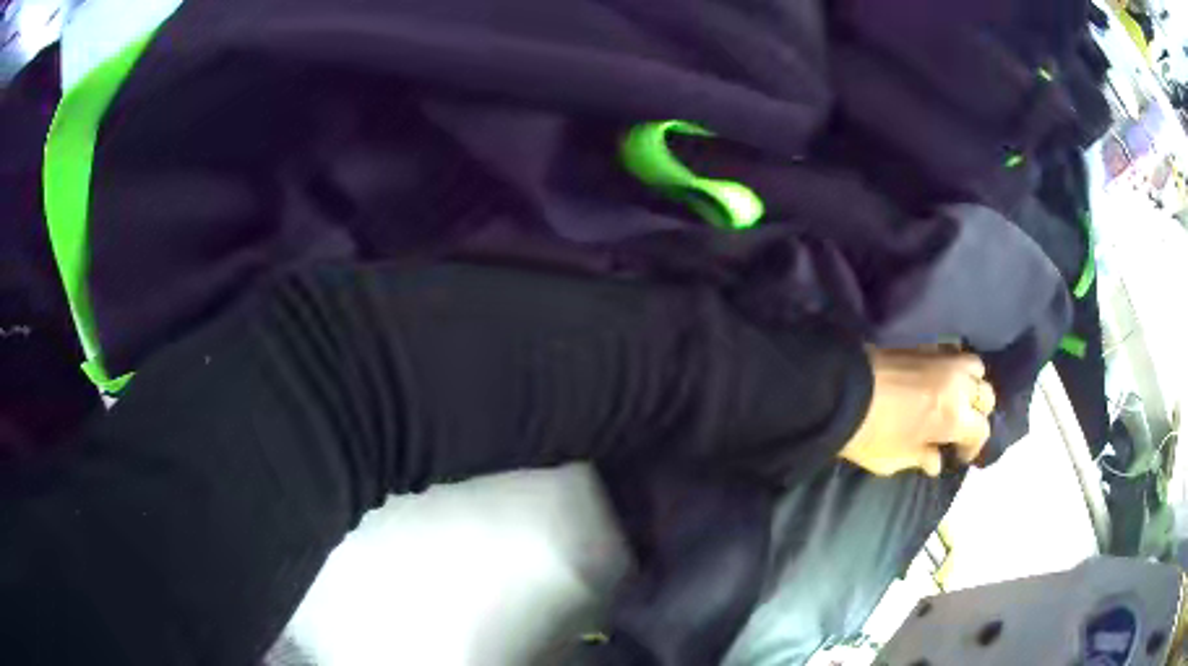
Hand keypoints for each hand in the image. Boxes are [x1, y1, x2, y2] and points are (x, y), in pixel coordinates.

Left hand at [839, 349, 995, 477]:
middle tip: (960, 426)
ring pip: (974, 366)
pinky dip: (953, 365)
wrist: (838, 391)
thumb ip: (922, 458)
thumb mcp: (895, 459)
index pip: (981, 430)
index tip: (960, 455)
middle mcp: (957, 383)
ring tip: (955, 397)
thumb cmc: (868, 434)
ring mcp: (943, 358)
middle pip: (985, 394)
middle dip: (977, 413)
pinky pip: (952, 351)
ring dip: (970, 383)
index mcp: (955, 416)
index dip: (973, 447)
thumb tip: (936, 461)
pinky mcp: (925, 343)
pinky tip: (940, 378)